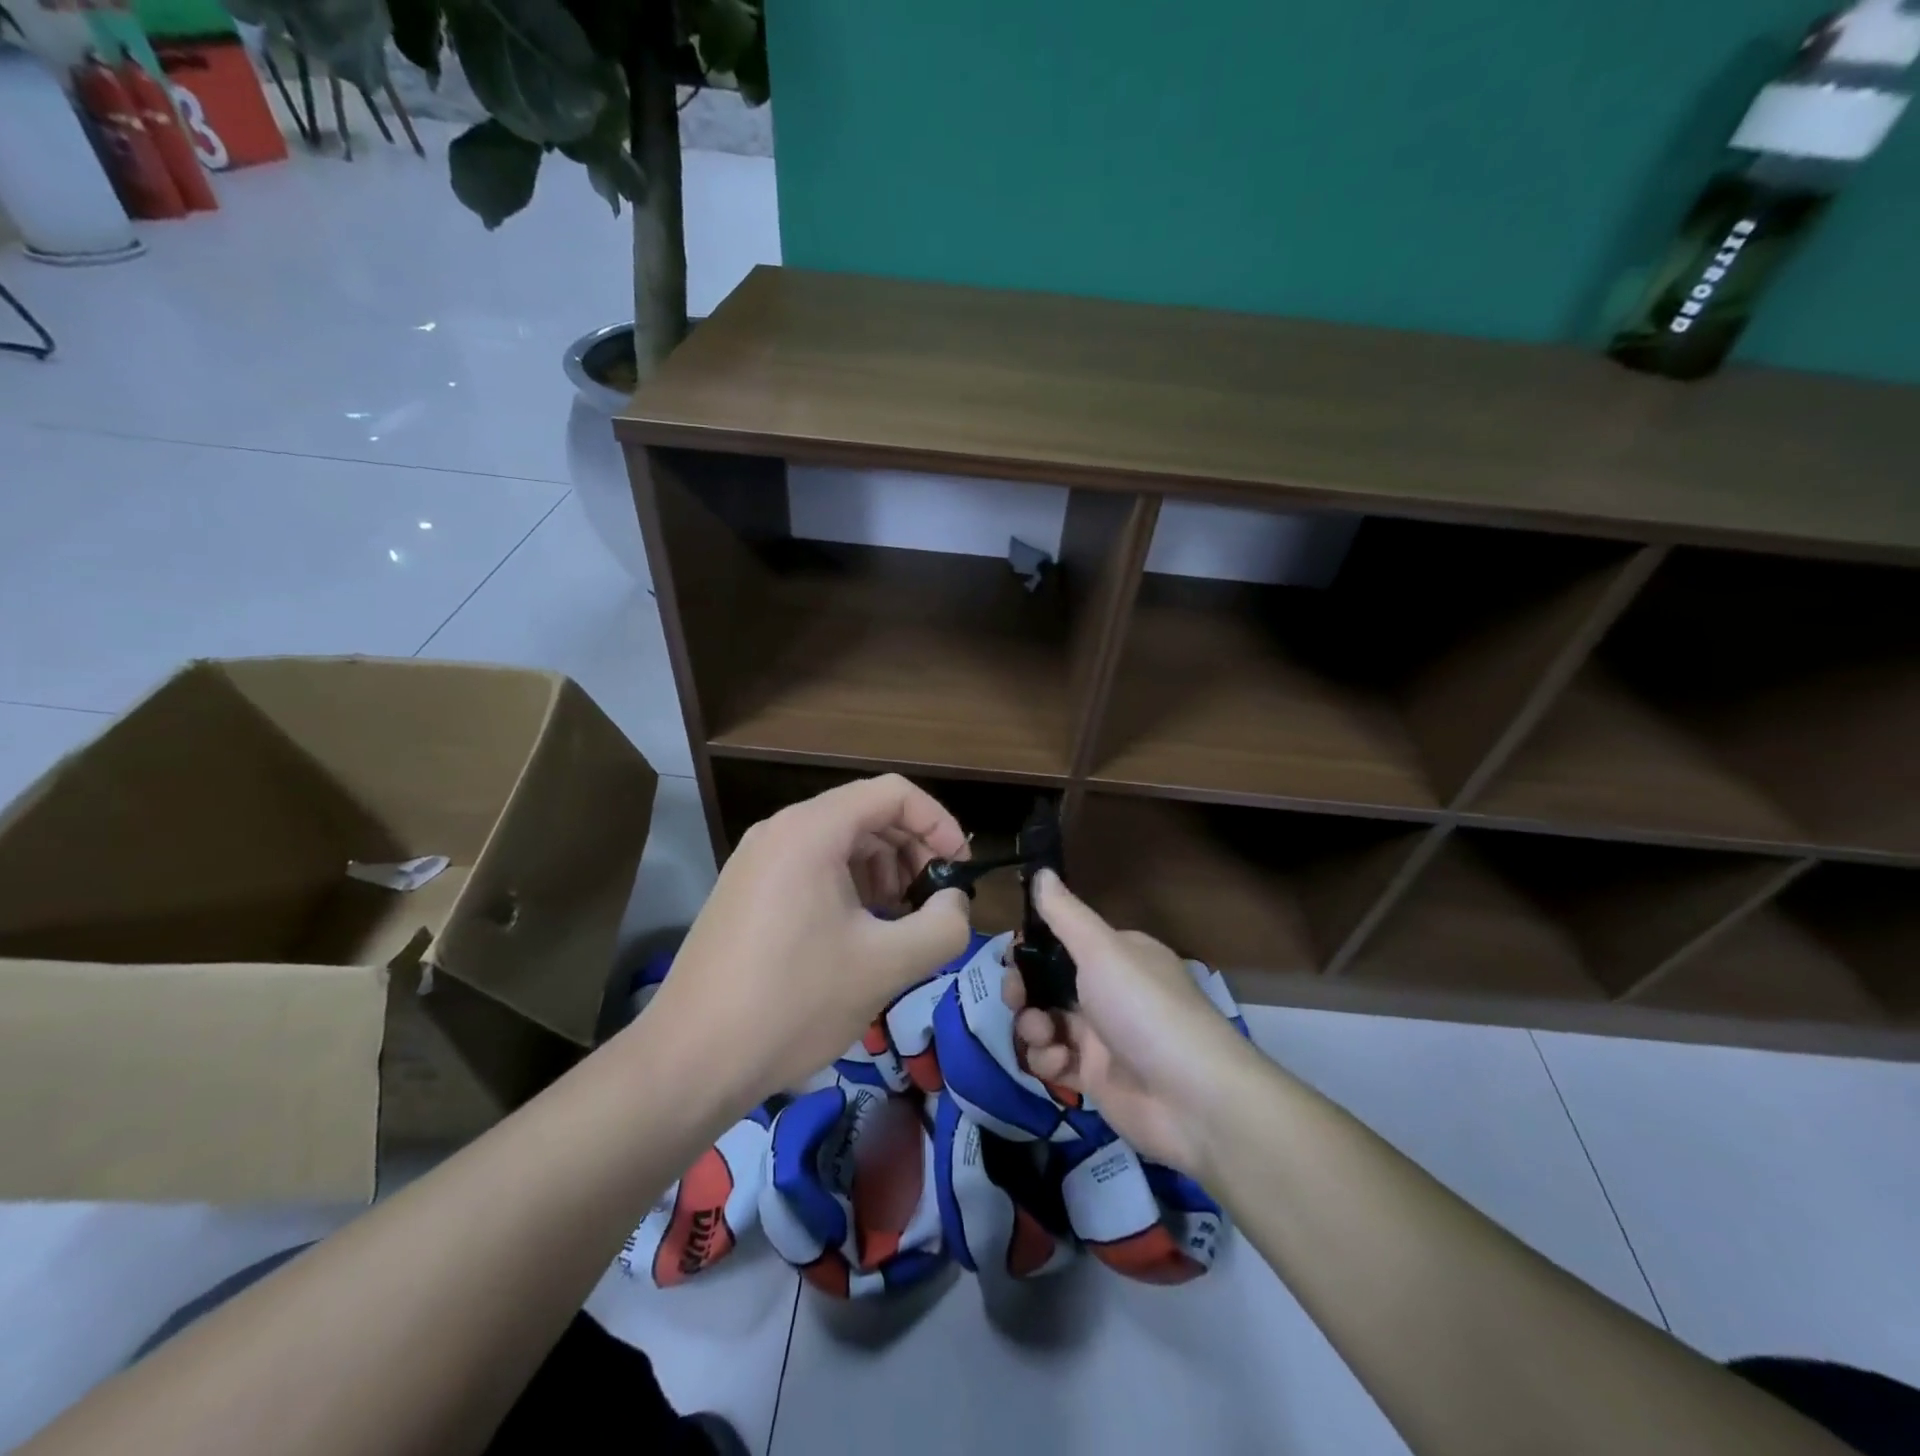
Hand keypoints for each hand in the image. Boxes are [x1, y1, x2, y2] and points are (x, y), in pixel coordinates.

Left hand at [641, 775, 972, 1109]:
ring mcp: (757, 860)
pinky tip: (860, 932)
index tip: (959, 870)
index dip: (938, 823)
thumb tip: (955, 903)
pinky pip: (812, 867)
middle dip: (912, 850)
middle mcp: (780, 830)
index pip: (893, 793)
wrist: (689, 1062)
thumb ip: (942, 926)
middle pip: (866, 813)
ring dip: (883, 870)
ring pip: (839, 842)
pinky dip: (849, 886)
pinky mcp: (746, 891)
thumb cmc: (793, 1003)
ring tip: (900, 920)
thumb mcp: (885, 966)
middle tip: (934, 900)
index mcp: (812, 830)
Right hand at [1005, 871, 1258, 1181]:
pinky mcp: (1096, 1079)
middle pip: (1048, 983)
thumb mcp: (1102, 950)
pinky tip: (1059, 1064)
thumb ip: (1065, 914)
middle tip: (1016, 998)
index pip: (1063, 943)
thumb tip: (1042, 870)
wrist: (1192, 1099)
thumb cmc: (1143, 1009)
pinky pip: (1057, 1062)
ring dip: (1033, 1027)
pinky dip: (1050, 1062)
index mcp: (1117, 956)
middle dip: (1024, 990)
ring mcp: (1102, 1037)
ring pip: (1047, 1023)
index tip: (1011, 955)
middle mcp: (1109, 992)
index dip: (1032, 948)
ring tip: (1043, 1036)